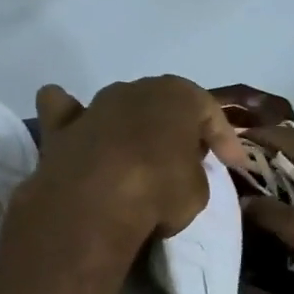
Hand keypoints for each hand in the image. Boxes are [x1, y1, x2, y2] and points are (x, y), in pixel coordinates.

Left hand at [22, 77, 247, 250]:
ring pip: (118, 107)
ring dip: (130, 127)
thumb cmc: (158, 191)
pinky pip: (65, 112)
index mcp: (177, 95)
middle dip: (175, 130)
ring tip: (138, 157)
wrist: (95, 203)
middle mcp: (134, 90)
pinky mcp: (60, 130)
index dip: (225, 140)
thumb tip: (180, 175)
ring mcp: (94, 106)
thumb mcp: (197, 190)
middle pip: (162, 107)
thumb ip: (193, 174)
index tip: (233, 165)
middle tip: (187, 159)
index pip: (210, 112)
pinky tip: (79, 131)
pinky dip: (72, 118)